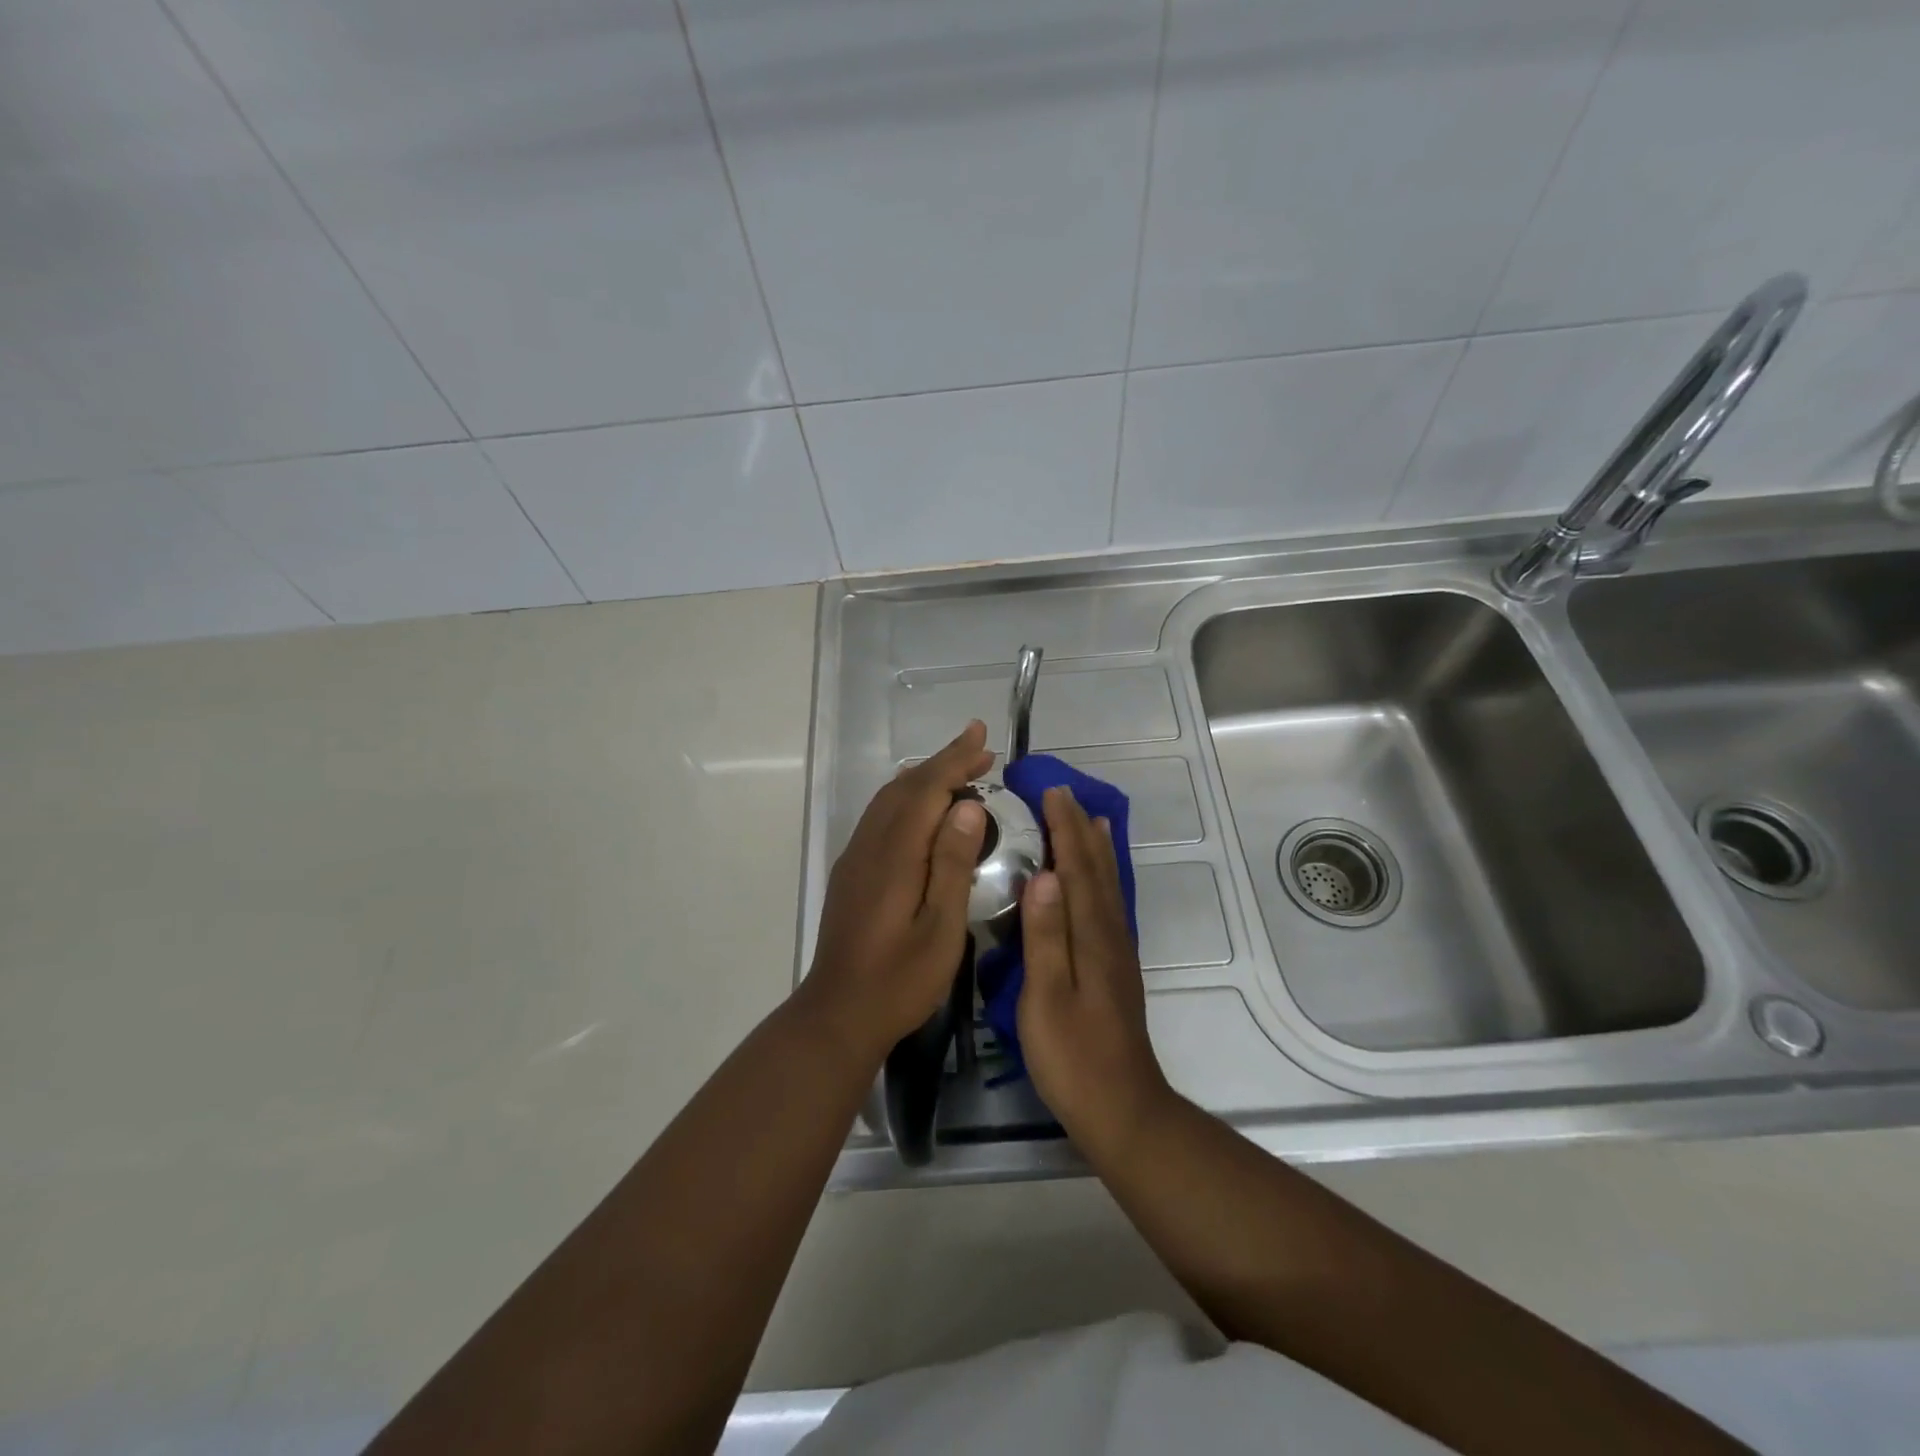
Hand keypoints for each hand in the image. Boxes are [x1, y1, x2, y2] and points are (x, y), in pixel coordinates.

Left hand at [799, 721, 993, 1062]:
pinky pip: (881, 818)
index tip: (982, 737)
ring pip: (889, 800)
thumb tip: (968, 806)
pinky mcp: (852, 873)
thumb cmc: (899, 979)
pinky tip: (925, 812)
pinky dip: (908, 799)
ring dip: (924, 778)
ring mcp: (856, 858)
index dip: (954, 759)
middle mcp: (870, 845)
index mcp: (894, 855)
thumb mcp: (941, 928)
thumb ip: (952, 864)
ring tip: (959, 772)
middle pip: (905, 787)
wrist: (837, 1014)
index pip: (926, 790)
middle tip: (980, 749)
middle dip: (942, 762)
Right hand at [1017, 786, 1174, 1160]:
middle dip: (1080, 827)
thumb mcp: (1046, 998)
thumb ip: (1045, 936)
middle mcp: (1108, 932)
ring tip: (1090, 818)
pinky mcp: (1116, 966)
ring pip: (1107, 883)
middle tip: (1063, 793)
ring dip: (1096, 846)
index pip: (1076, 867)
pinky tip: (1098, 879)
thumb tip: (1043, 875)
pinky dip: (1103, 877)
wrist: (1121, 1107)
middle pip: (1095, 868)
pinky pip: (1109, 902)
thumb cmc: (1073, 1056)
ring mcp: (1116, 949)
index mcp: (1089, 935)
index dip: (1064, 828)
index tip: (1051, 791)